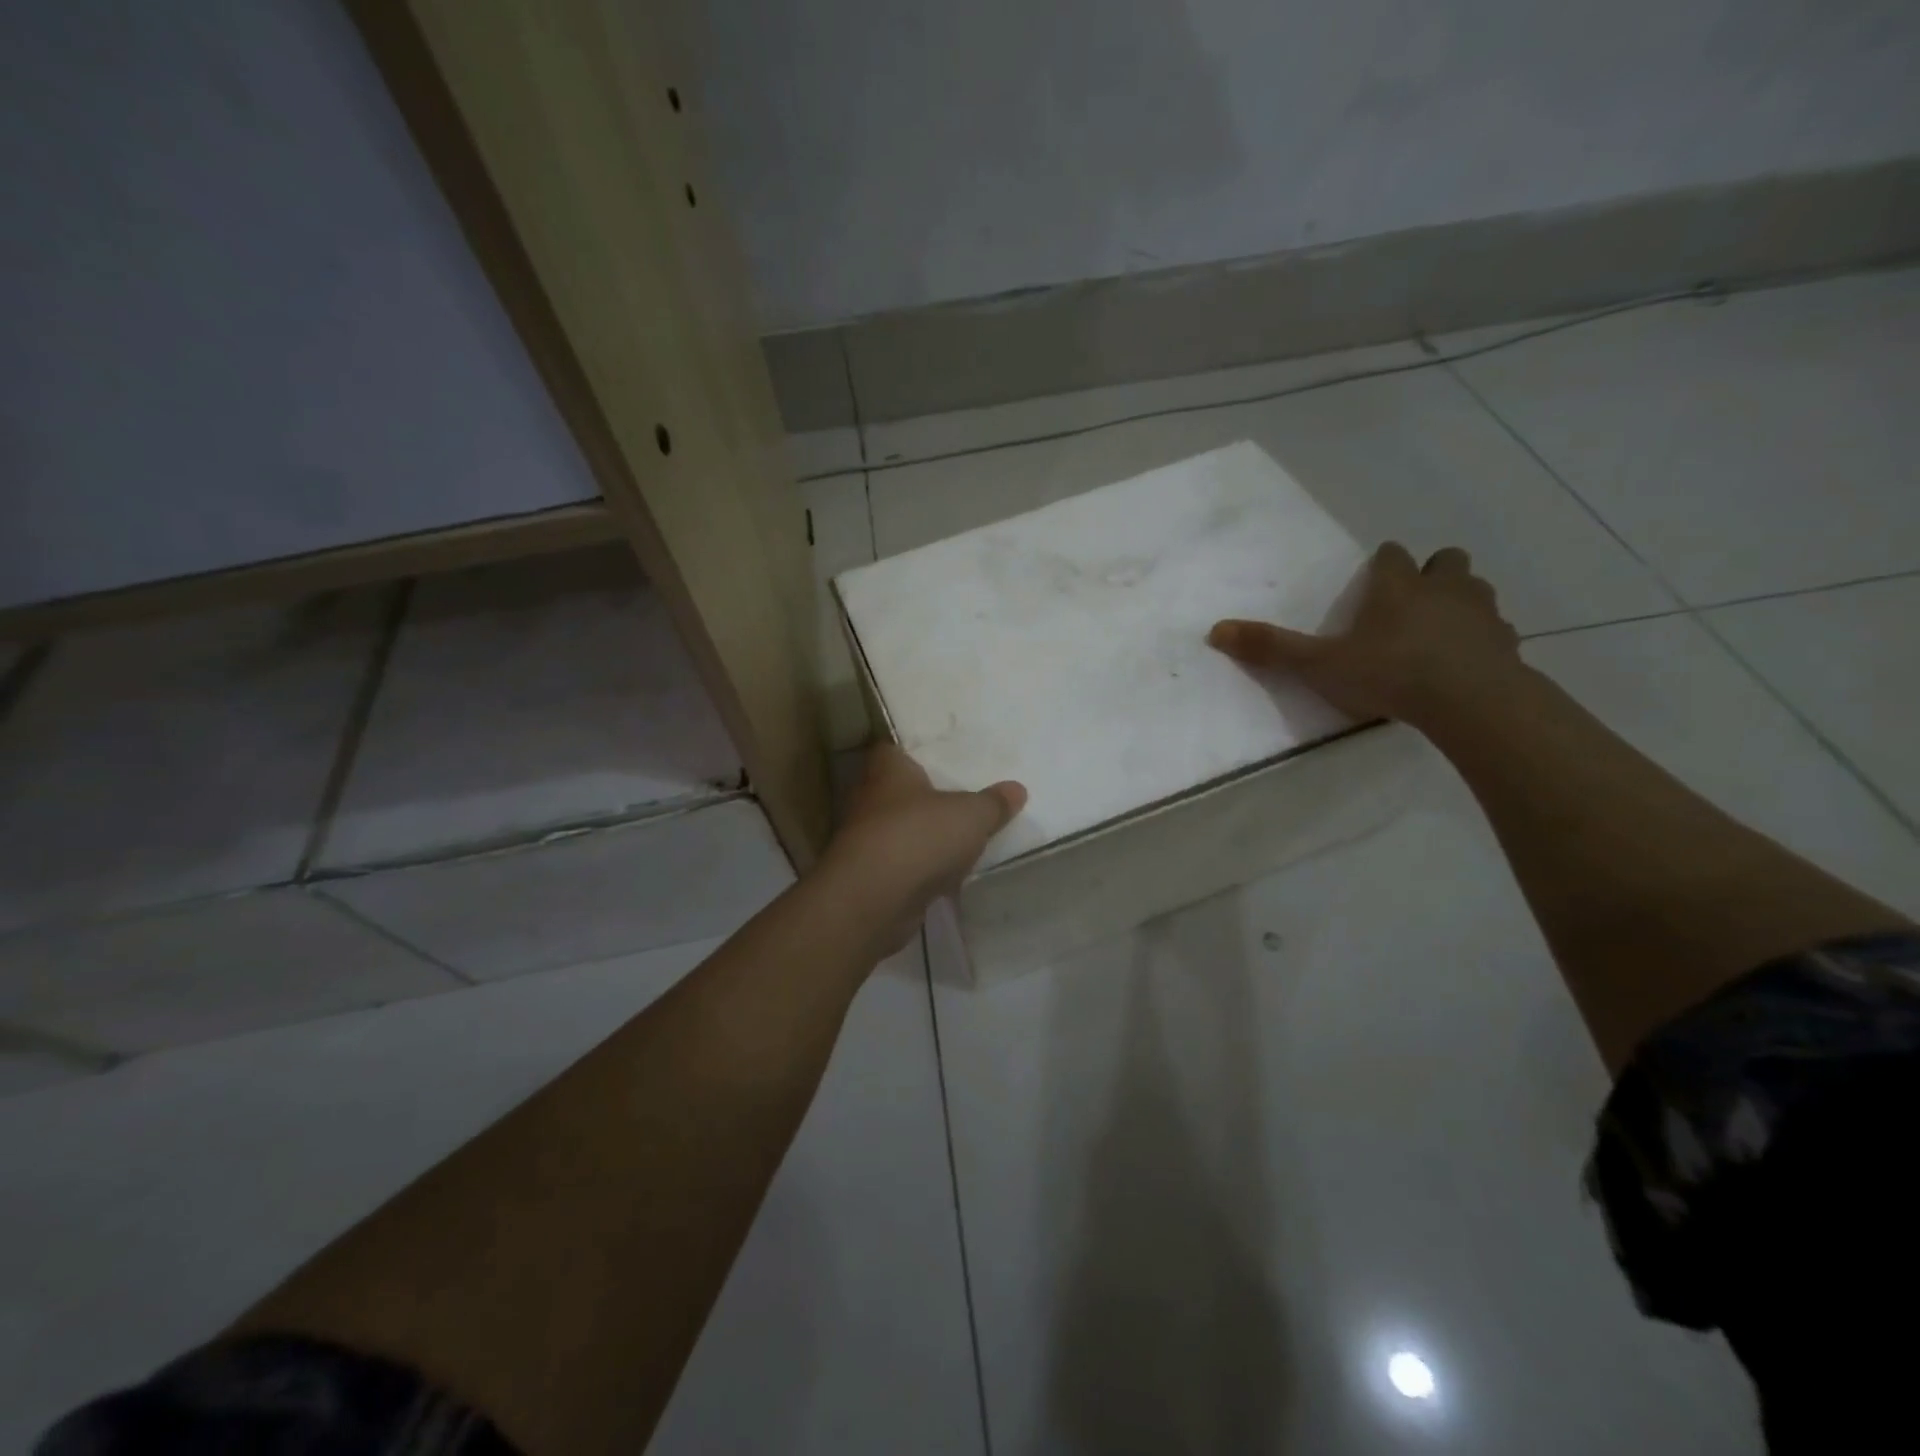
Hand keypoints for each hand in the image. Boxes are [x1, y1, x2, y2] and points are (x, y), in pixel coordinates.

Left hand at [824, 744, 1026, 950]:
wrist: (874, 899)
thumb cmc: (919, 836)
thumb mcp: (971, 815)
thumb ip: (994, 802)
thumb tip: (1017, 788)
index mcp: (888, 772)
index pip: (890, 750)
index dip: (910, 752)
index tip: (937, 758)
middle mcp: (870, 801)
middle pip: (896, 792)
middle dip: (922, 797)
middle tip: (958, 798)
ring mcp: (867, 841)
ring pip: (898, 830)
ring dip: (921, 836)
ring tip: (958, 838)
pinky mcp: (871, 877)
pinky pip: (901, 865)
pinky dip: (919, 869)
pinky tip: (946, 876)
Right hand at [1208, 543, 1521, 726]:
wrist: (1470, 702)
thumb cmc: (1390, 673)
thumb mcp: (1318, 665)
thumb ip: (1271, 648)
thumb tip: (1215, 631)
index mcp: (1397, 586)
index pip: (1392, 555)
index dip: (1382, 565)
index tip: (1373, 581)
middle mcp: (1443, 588)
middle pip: (1445, 561)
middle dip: (1430, 573)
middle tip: (1410, 601)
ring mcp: (1481, 613)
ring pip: (1476, 590)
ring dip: (1459, 602)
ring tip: (1439, 631)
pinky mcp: (1507, 644)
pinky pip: (1497, 631)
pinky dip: (1482, 639)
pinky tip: (1467, 664)